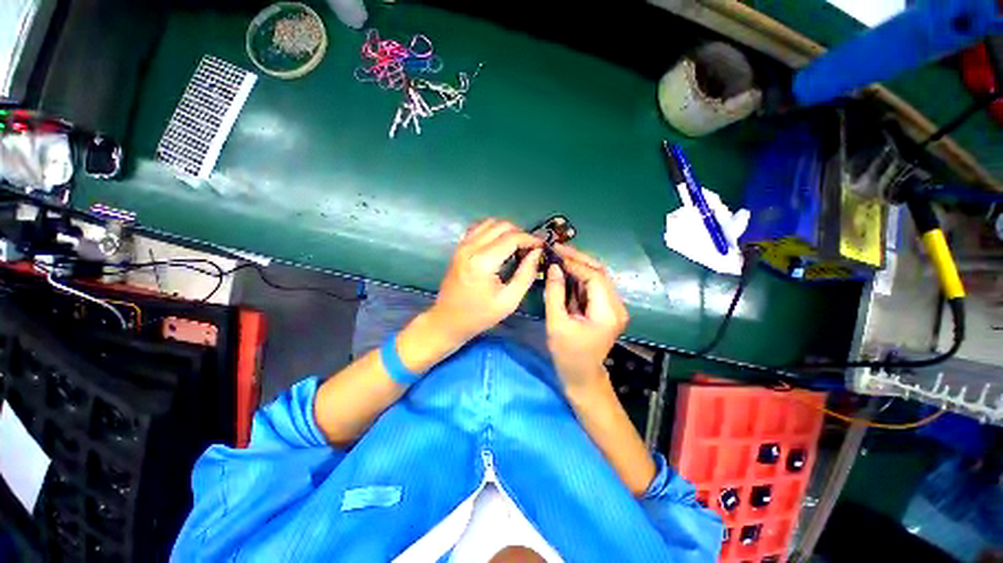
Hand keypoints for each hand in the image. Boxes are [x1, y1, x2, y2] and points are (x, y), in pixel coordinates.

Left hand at [429, 219, 542, 344]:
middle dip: (520, 233)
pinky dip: (492, 231)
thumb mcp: (509, 300)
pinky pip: (478, 228)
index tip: (542, 247)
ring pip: (490, 223)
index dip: (530, 239)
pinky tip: (499, 245)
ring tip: (516, 246)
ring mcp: (462, 245)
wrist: (448, 320)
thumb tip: (537, 252)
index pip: (512, 237)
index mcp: (483, 261)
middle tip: (529, 249)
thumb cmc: (480, 314)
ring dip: (507, 230)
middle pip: (501, 225)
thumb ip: (526, 274)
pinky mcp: (459, 247)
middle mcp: (471, 247)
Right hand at [544, 245, 628, 391]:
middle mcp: (616, 306)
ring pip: (597, 277)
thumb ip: (555, 293)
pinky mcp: (607, 308)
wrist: (582, 376)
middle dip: (578, 258)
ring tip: (559, 255)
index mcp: (607, 312)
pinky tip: (565, 270)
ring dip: (579, 265)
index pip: (594, 277)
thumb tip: (553, 267)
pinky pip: (594, 286)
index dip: (574, 263)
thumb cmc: (568, 354)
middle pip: (599, 272)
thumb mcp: (557, 323)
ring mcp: (614, 307)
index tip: (554, 253)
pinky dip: (580, 276)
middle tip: (557, 248)